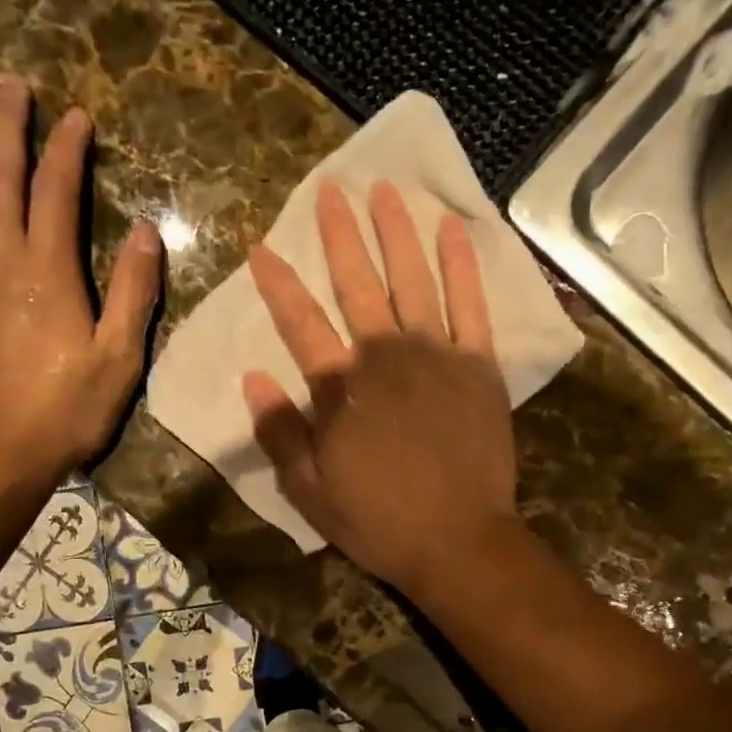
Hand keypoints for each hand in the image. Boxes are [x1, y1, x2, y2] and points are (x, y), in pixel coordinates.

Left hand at [0, 76, 160, 482]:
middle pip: (0, 178)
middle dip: (7, 126)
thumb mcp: (119, 358)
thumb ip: (132, 292)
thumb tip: (147, 231)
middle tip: (8, 81)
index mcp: (48, 272)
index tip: (76, 114)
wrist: (0, 453)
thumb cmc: (69, 411)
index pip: (57, 192)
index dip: (67, 150)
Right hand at [243, 180, 517, 595]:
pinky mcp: (479, 366)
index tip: (260, 247)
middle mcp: (386, 357)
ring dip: (396, 232)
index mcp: (341, 389)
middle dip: (340, 236)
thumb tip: (252, 379)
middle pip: (358, 285)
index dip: (278, 284)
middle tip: (330, 191)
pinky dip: (462, 265)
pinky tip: (452, 229)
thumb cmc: (380, 521)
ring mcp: (437, 356)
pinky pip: (471, 304)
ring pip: (413, 280)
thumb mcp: (312, 491)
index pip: (300, 324)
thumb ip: (281, 433)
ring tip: (384, 190)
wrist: (459, 541)